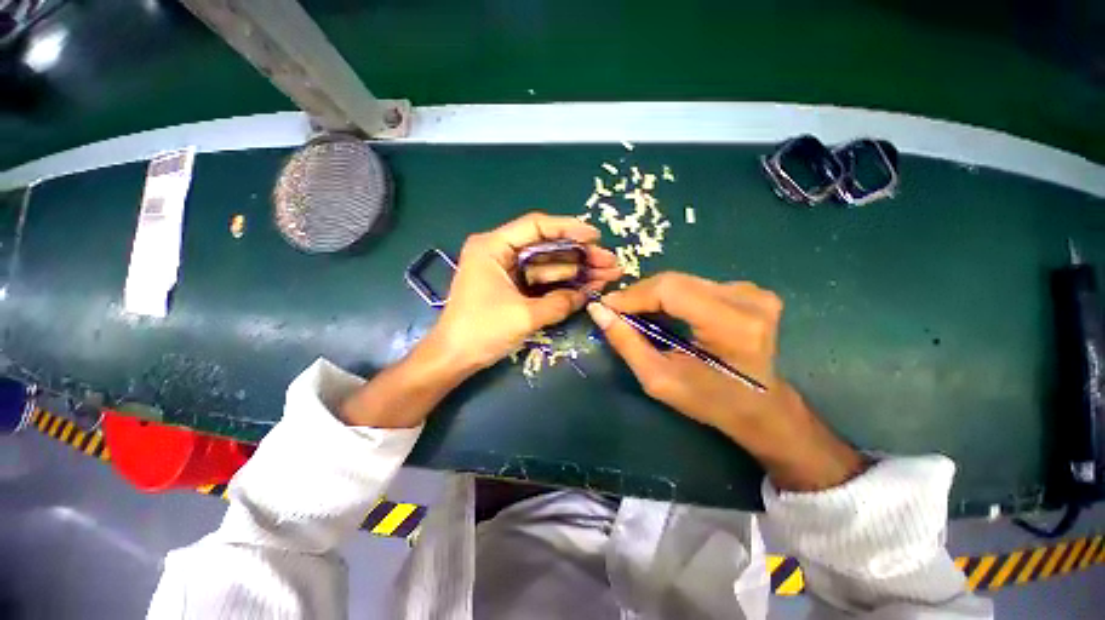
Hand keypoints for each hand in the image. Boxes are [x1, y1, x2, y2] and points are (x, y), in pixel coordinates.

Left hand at [427, 212, 620, 372]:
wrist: (453, 359)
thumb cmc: (481, 331)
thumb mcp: (524, 316)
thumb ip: (559, 303)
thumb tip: (585, 295)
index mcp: (493, 247)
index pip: (536, 226)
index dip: (569, 228)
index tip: (596, 237)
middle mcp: (499, 252)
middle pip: (547, 247)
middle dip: (580, 255)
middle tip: (610, 262)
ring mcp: (507, 270)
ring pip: (547, 265)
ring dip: (576, 271)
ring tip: (607, 275)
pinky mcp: (512, 287)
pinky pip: (541, 281)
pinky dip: (562, 285)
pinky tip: (586, 287)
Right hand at [586, 272, 863, 490]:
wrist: (760, 407)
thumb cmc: (709, 401)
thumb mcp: (659, 379)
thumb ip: (626, 343)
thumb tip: (597, 310)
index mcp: (732, 326)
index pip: (670, 291)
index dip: (633, 295)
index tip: (606, 306)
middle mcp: (748, 300)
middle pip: (675, 281)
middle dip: (639, 295)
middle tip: (616, 311)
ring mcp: (753, 292)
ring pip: (683, 281)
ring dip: (653, 295)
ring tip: (635, 314)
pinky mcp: (750, 291)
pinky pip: (695, 285)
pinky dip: (671, 296)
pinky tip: (662, 312)